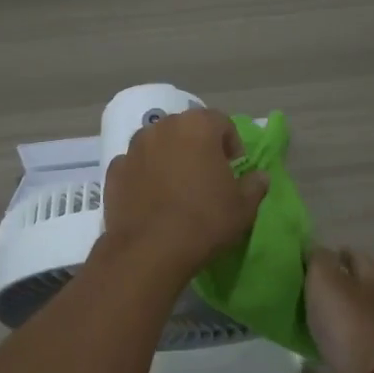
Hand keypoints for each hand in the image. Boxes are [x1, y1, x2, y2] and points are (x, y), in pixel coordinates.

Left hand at [102, 108, 269, 279]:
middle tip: (207, 177)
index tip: (234, 171)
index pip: (222, 122)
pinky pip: (136, 166)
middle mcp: (162, 127)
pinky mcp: (114, 170)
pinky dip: (145, 176)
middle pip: (187, 129)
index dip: (232, 145)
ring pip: (158, 145)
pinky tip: (152, 200)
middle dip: (199, 147)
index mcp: (197, 126)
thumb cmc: (204, 220)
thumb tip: (259, 176)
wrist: (150, 250)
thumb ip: (255, 185)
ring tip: (177, 188)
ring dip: (170, 158)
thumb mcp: (244, 207)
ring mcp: (133, 147)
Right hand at [304, 246, 373, 372]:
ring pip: (344, 310)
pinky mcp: (363, 355)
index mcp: (370, 277)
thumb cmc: (347, 320)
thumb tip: (314, 248)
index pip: (353, 255)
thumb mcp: (326, 279)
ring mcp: (371, 329)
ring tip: (298, 307)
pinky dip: (327, 333)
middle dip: (328, 281)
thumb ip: (318, 259)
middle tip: (298, 281)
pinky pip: (340, 336)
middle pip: (351, 283)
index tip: (307, 257)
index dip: (332, 252)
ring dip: (326, 308)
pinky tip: (308, 334)